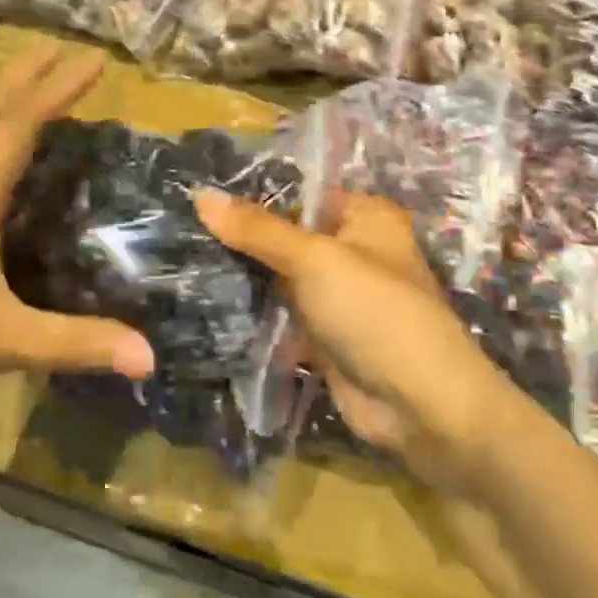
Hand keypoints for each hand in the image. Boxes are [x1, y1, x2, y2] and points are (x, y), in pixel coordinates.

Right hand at [196, 190, 524, 491]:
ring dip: (244, 279)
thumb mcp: (315, 260)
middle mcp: (354, 250)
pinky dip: (254, 316)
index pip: (302, 193)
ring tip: (179, 264)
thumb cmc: (375, 311)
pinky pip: (283, 317)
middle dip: (242, 240)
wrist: (419, 404)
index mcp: (365, 216)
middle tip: (178, 232)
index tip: (197, 196)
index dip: (254, 195)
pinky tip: (203, 306)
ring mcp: (339, 296)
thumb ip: (258, 230)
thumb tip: (200, 193)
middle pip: (289, 237)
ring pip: (282, 279)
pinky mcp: (326, 337)